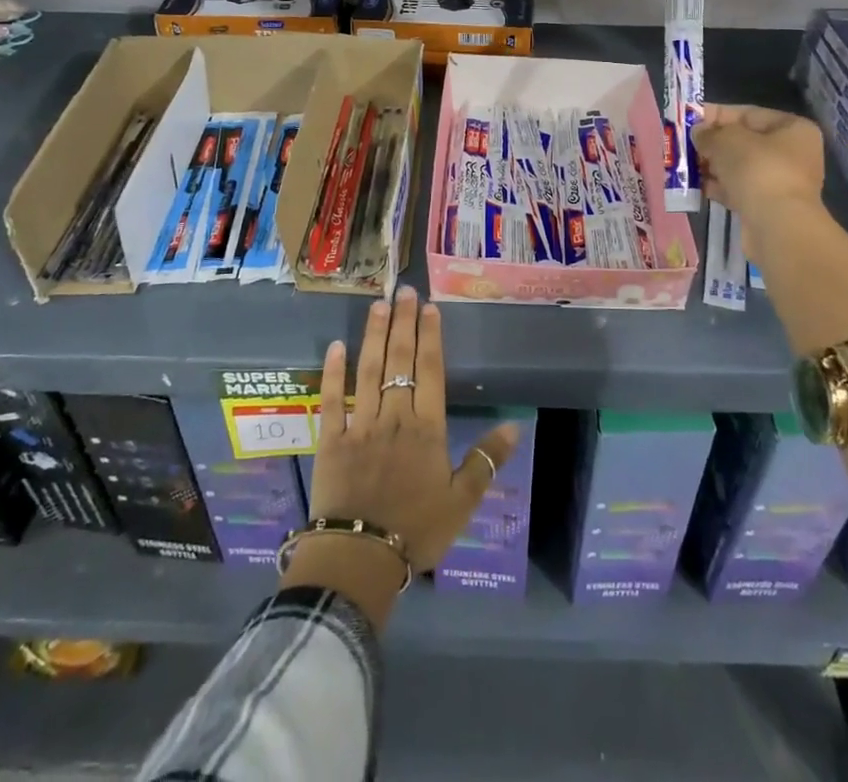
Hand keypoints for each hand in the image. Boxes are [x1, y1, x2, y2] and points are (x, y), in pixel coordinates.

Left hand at [284, 288, 518, 628]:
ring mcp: (360, 424)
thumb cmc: (416, 529)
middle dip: (403, 323)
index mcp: (426, 427)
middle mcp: (394, 415)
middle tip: (403, 290)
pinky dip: (333, 372)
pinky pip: (333, 399)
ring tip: (377, 305)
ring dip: (373, 335)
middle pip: (400, 360)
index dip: (430, 336)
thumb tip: (514, 427)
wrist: (360, 557)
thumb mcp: (462, 501)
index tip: (429, 307)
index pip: (430, 370)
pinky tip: (336, 346)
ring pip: (368, 370)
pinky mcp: (332, 439)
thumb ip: (486, 461)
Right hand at [692, 104, 825, 260]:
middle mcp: (793, 153)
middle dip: (712, 144)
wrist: (778, 227)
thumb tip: (698, 133)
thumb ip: (709, 133)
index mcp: (793, 129)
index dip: (715, 115)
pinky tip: (697, 187)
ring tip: (685, 166)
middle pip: (744, 142)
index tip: (688, 119)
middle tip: (684, 145)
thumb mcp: (727, 141)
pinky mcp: (769, 206)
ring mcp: (782, 182)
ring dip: (713, 166)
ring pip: (740, 167)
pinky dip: (719, 187)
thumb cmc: (758, 170)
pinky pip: (739, 189)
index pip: (748, 114)